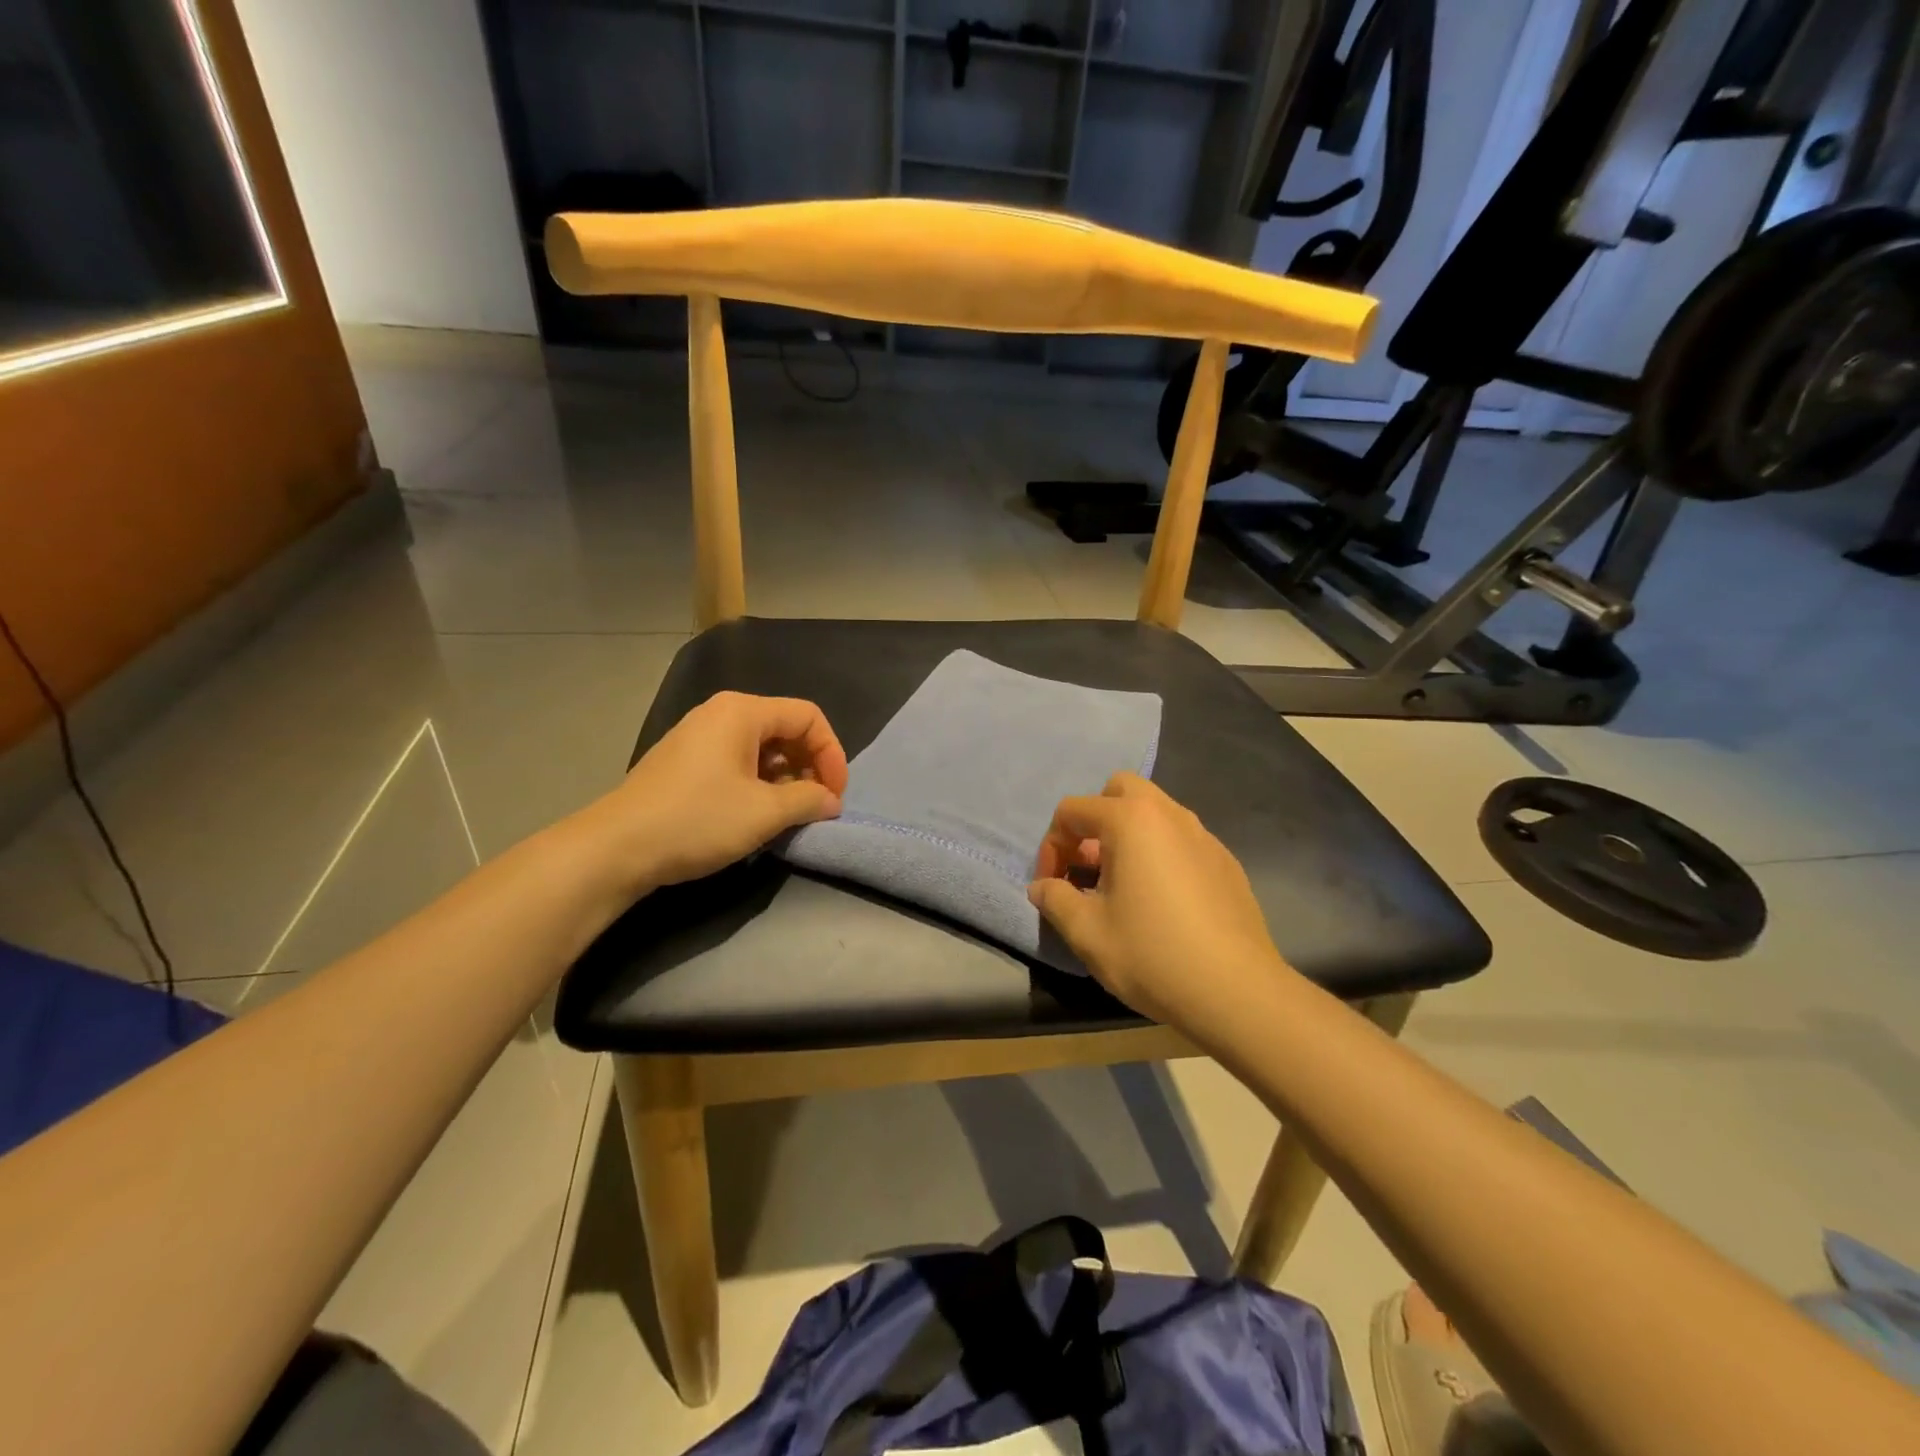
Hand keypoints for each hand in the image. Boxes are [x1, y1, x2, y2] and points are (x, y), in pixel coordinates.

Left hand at [581, 692, 848, 893]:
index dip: (832, 754)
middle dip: (810, 765)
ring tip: (788, 814)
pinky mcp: (684, 762)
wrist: (615, 848)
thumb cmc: (697, 820)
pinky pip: (737, 760)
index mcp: (742, 711)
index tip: (835, 796)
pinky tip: (756, 814)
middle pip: (786, 728)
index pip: (808, 717)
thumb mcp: (764, 813)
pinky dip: (759, 782)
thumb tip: (831, 801)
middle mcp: (720, 713)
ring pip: (762, 747)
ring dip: (786, 778)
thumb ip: (808, 800)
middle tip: (816, 805)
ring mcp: (698, 736)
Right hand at [1029, 773, 1289, 1028]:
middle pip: (1119, 791)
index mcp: (1130, 819)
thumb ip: (1055, 898)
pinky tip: (1161, 902)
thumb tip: (1042, 887)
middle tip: (1088, 867)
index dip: (1051, 846)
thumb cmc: (1151, 954)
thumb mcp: (1086, 931)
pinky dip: (1159, 853)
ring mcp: (1203, 835)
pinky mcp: (1226, 861)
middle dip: (1094, 821)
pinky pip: (1181, 839)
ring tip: (1120, 885)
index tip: (1051, 886)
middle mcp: (1168, 814)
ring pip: (1154, 812)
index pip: (1072, 810)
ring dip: (1127, 835)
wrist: (1236, 991)